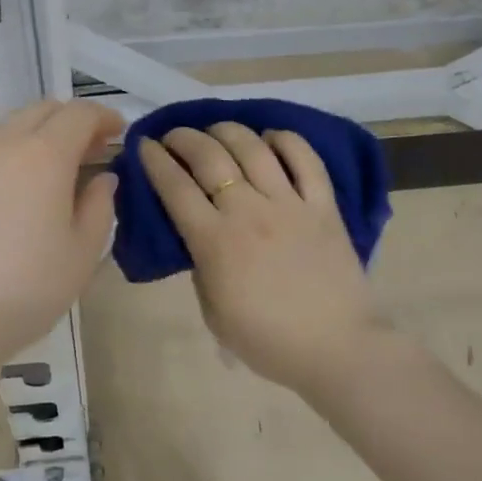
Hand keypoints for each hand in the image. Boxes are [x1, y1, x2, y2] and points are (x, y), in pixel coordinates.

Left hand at [0, 99, 123, 367]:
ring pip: (11, 127)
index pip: (79, 114)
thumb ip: (99, 207)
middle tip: (93, 149)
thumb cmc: (26, 288)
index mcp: (43, 154)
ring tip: (57, 168)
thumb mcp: (82, 253)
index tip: (120, 133)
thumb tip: (103, 179)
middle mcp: (3, 145)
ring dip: (40, 134)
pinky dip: (13, 154)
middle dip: (72, 120)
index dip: (104, 117)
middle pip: (42, 110)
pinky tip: (19, 191)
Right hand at [138, 123, 383, 394]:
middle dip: (184, 138)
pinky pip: (305, 159)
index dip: (155, 160)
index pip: (175, 187)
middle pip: (209, 157)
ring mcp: (289, 204)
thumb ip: (201, 266)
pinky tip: (271, 137)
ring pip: (253, 148)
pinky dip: (285, 139)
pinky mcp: (324, 205)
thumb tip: (201, 235)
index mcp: (215, 242)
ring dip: (228, 131)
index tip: (144, 145)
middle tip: (174, 136)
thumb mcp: (213, 311)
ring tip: (216, 131)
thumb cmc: (268, 340)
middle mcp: (248, 211)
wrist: (337, 349)